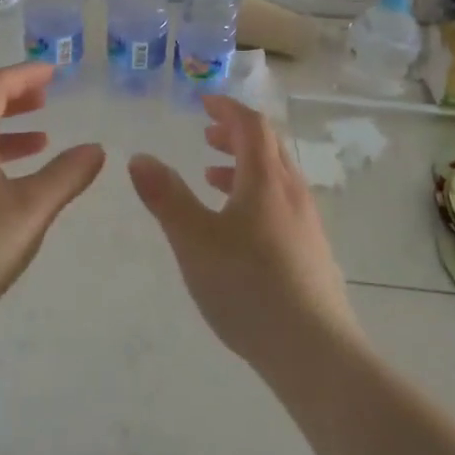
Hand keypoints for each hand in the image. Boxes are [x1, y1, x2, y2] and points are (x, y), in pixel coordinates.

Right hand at [127, 96, 359, 378]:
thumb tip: (140, 157)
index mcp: (266, 179)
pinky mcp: (312, 252)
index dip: (227, 109)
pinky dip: (256, 195)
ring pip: (276, 178)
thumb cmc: (248, 286)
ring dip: (244, 167)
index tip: (204, 103)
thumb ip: (166, 197)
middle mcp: (292, 192)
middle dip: (235, 135)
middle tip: (206, 136)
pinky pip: (282, 204)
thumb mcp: (194, 240)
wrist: (314, 351)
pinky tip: (239, 228)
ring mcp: (308, 223)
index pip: (251, 125)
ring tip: (213, 177)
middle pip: (268, 147)